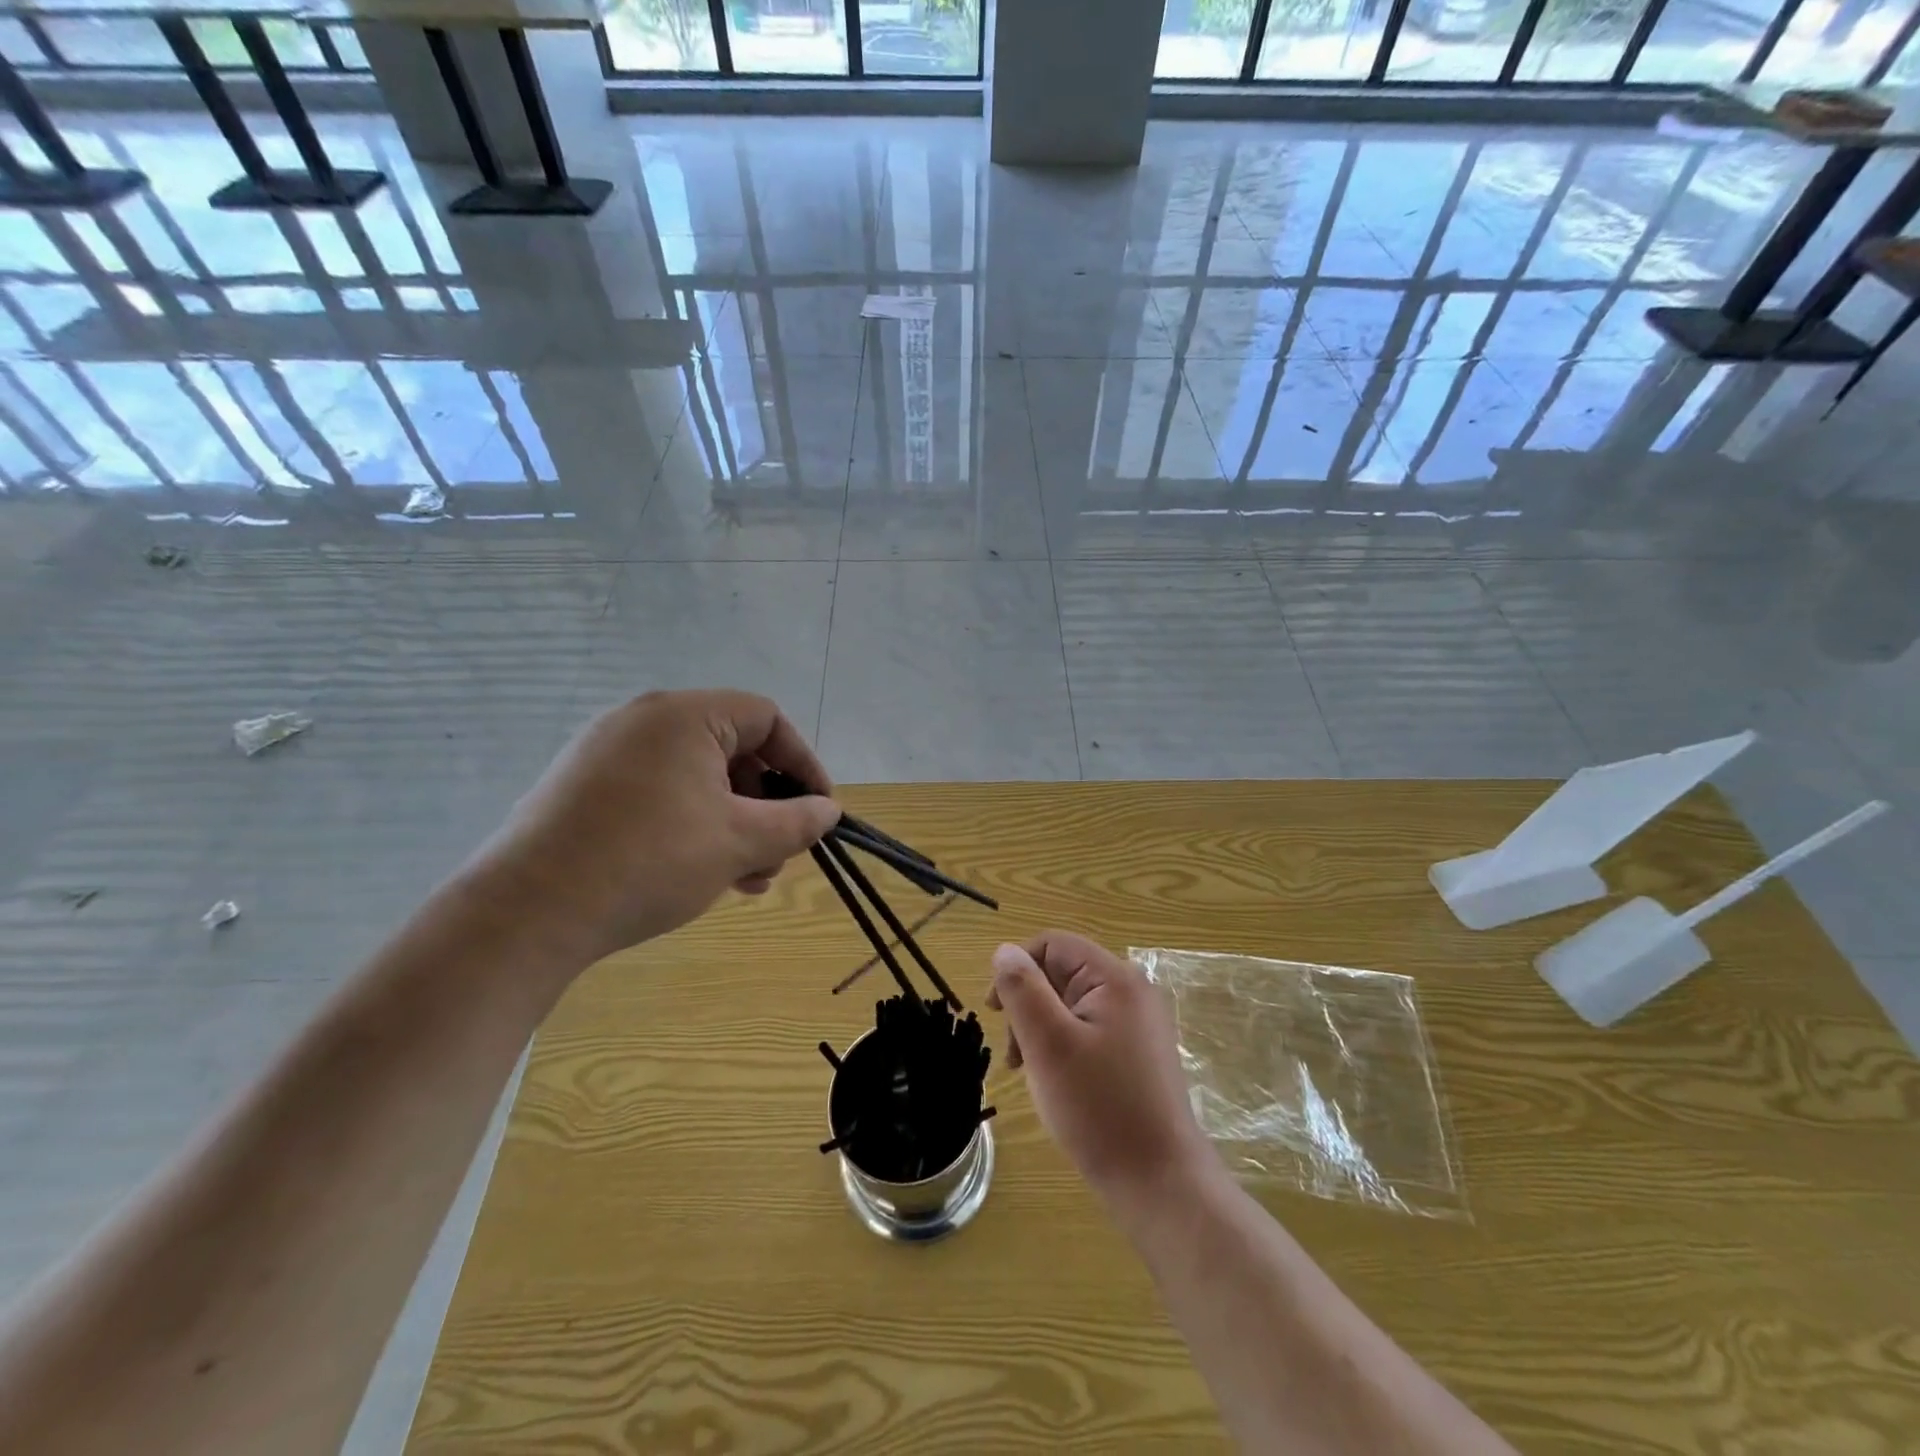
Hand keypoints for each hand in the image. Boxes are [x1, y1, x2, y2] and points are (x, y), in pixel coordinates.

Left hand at [468, 690, 839, 966]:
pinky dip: (691, 823)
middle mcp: (643, 719)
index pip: (767, 718)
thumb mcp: (740, 842)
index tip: (819, 810)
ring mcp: (606, 752)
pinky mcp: (582, 787)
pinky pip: (658, 792)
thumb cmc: (651, 861)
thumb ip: (797, 821)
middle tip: (778, 854)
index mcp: (684, 715)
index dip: (802, 763)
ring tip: (745, 877)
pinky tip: (700, 871)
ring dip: (732, 821)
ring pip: (695, 777)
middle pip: (731, 749)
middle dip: (766, 804)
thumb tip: (827, 810)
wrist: (527, 913)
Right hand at [988, 932, 1216, 1208]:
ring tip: (1030, 1072)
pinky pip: (1088, 1030)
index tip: (995, 1011)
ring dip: (1041, 1029)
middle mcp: (1131, 992)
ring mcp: (1138, 1024)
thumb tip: (1004, 950)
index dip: (1017, 967)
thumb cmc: (1099, 1108)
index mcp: (1115, 978)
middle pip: (1061, 972)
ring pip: (1070, 1004)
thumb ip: (1022, 990)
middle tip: (1014, 1054)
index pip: (1053, 944)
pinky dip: (1062, 1047)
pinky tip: (1055, 1082)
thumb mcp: (1048, 1044)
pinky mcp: (1137, 1054)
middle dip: (1029, 1005)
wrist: (1160, 1183)